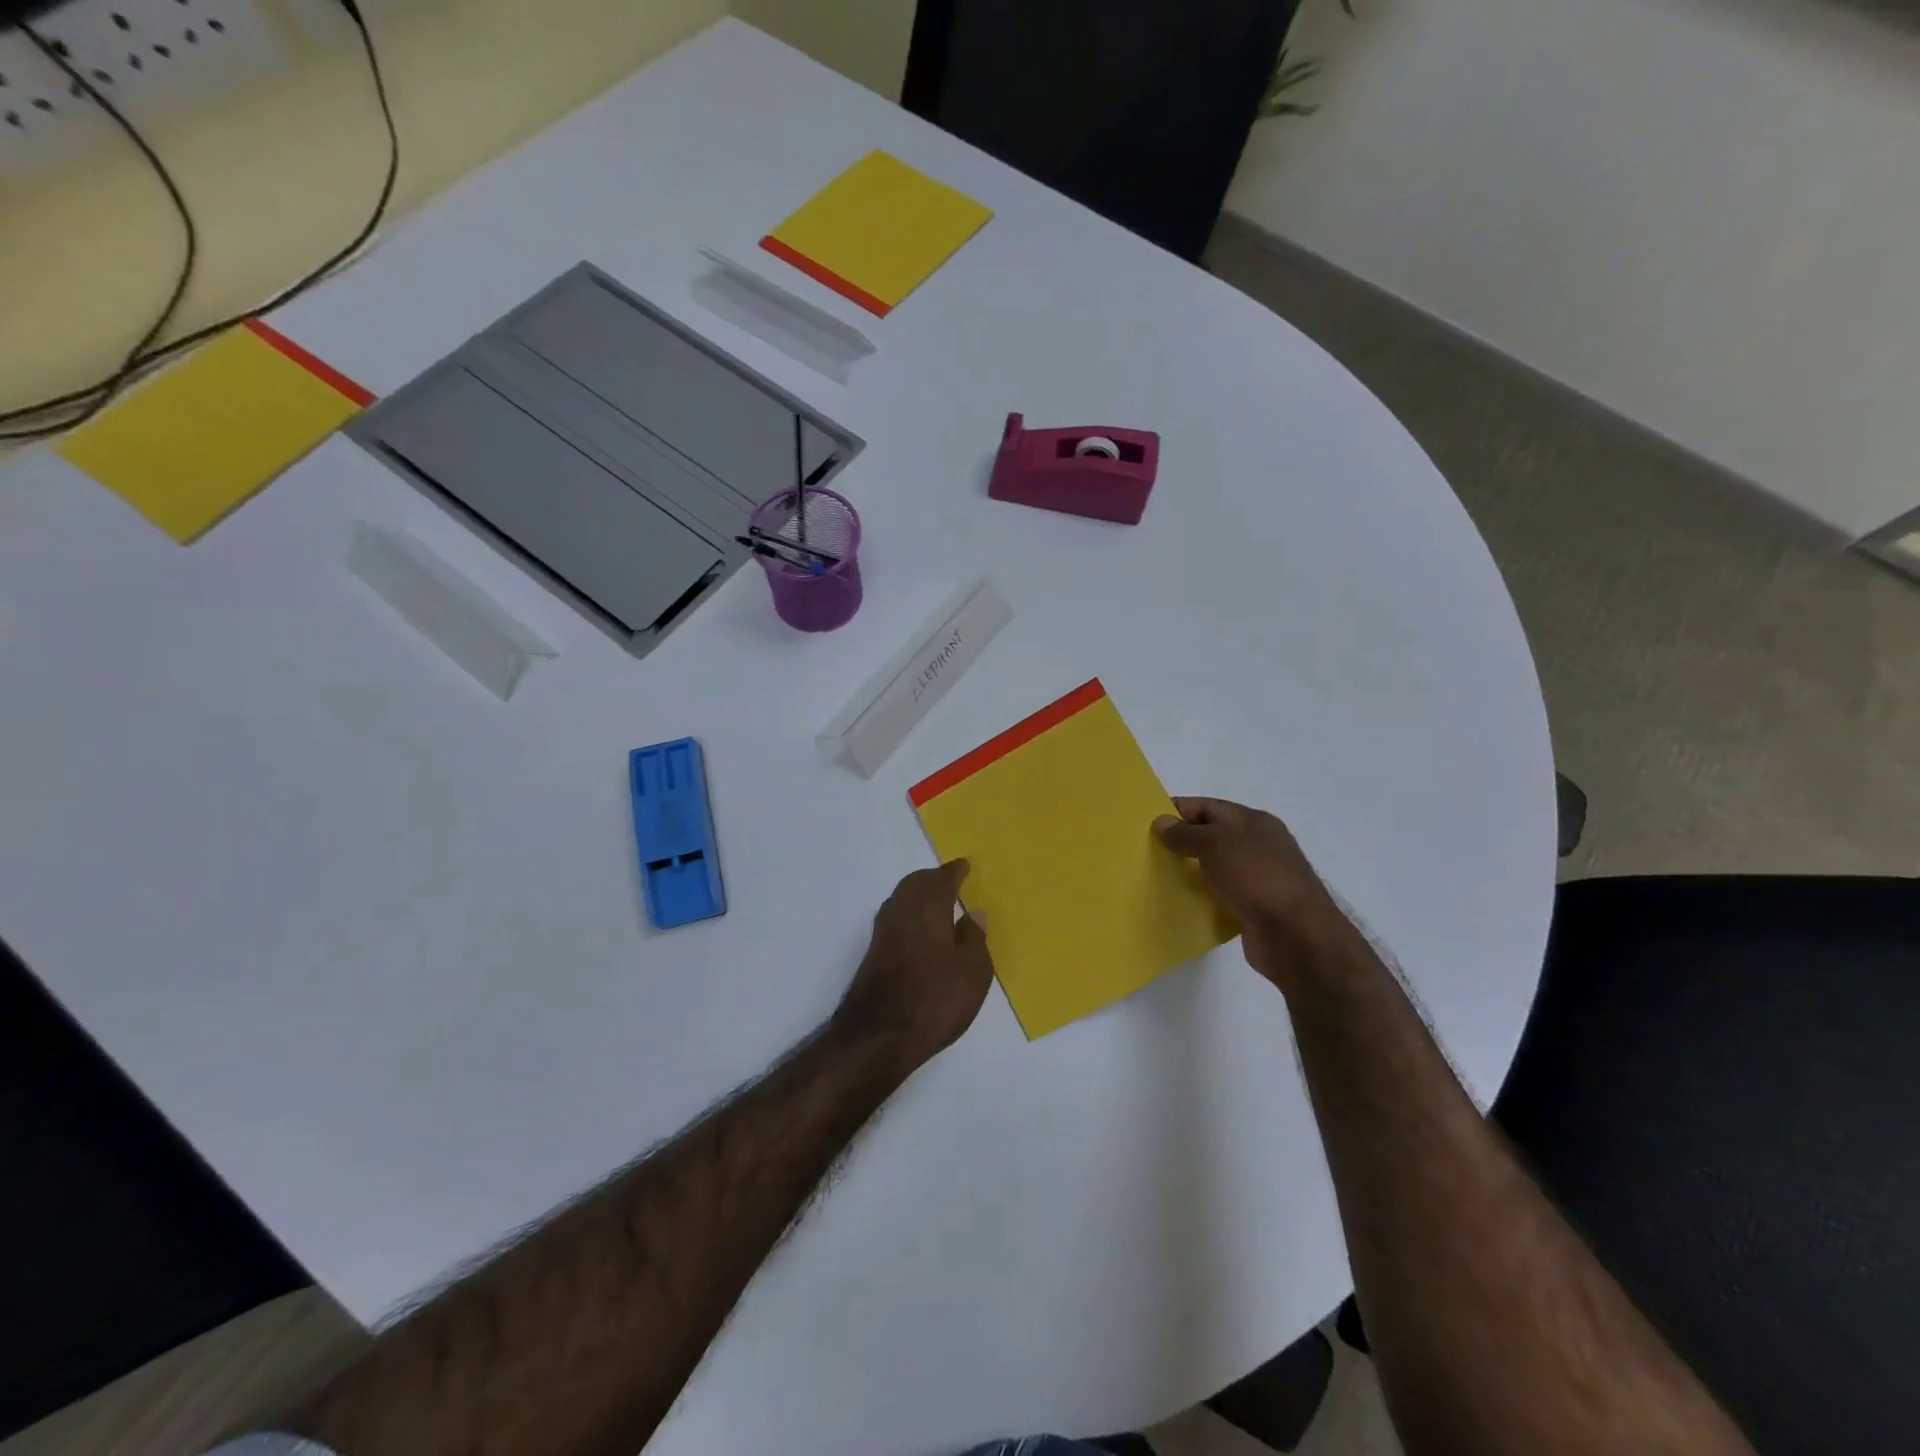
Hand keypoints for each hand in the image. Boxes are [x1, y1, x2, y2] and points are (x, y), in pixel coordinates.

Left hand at [834, 861, 994, 1073]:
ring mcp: (883, 933)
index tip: (965, 866)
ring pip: (902, 900)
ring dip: (918, 896)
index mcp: (927, 906)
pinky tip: (921, 932)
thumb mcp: (973, 971)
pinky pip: (896, 920)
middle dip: (933, 879)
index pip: (942, 878)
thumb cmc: (935, 998)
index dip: (955, 871)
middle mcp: (901, 911)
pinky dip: (910, 916)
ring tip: (938, 904)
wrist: (879, 1035)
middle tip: (950, 881)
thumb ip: (974, 938)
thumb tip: (973, 913)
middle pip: (916, 884)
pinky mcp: (874, 955)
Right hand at [1155, 798, 1362, 991]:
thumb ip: (1186, 833)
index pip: (1208, 806)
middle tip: (1146, 850)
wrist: (1297, 937)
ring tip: (1156, 876)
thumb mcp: (1216, 845)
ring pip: (1214, 867)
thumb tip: (1161, 822)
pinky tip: (1179, 902)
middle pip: (1211, 836)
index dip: (1177, 810)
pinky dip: (1201, 896)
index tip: (1146, 822)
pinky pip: (1219, 895)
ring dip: (1189, 871)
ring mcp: (1258, 878)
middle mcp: (1258, 846)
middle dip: (1181, 841)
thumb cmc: (1257, 878)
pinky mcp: (1253, 908)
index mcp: (1254, 822)